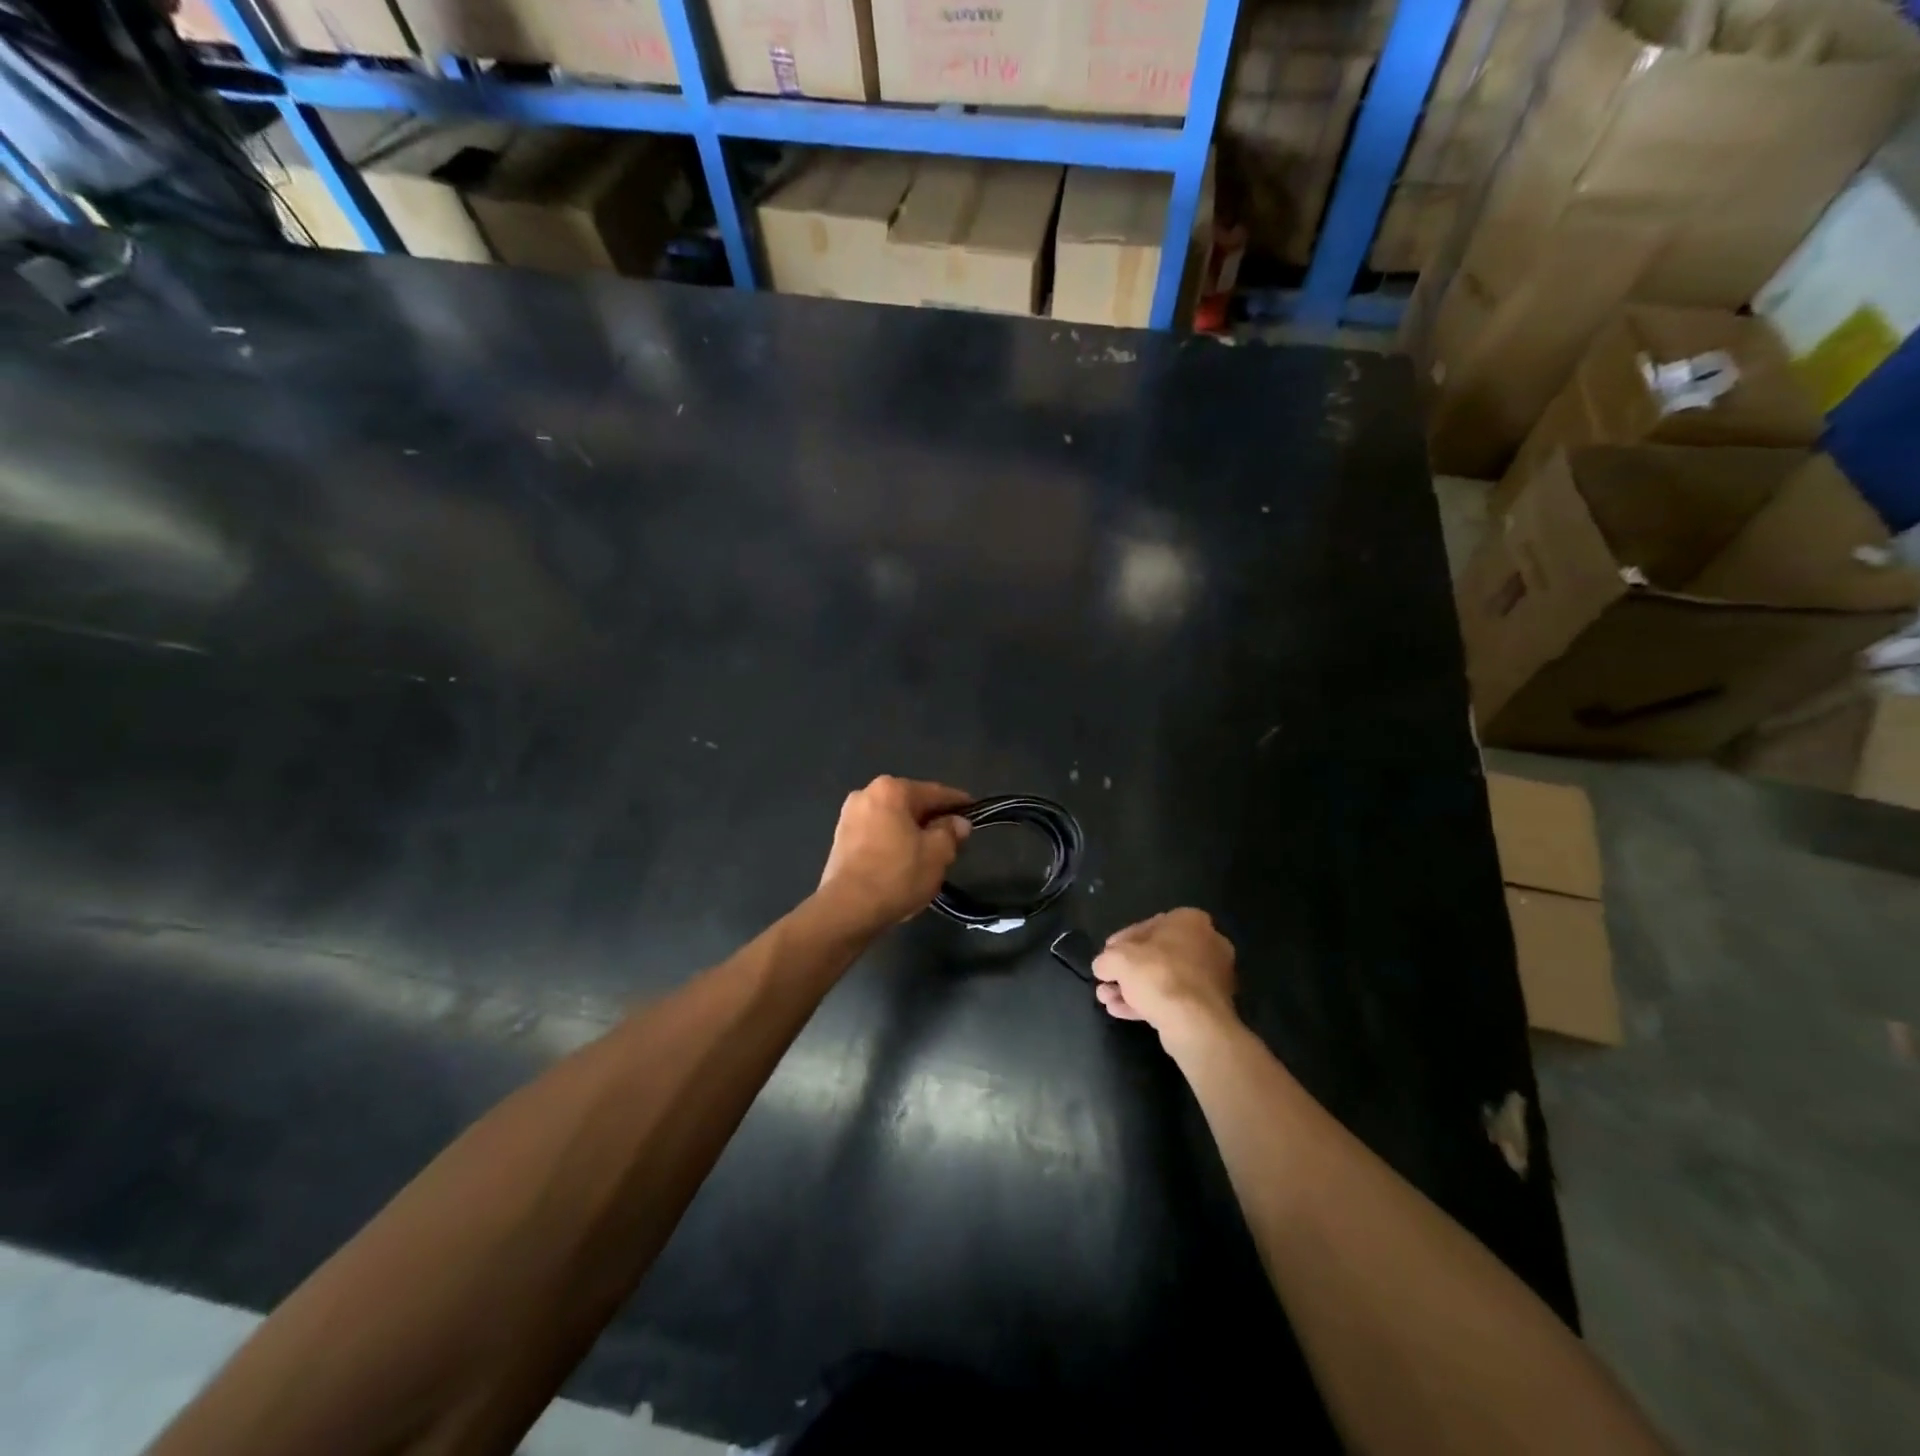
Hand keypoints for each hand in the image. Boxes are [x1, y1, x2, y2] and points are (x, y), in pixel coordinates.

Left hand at [816, 776, 971, 933]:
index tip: (974, 811)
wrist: (847, 909)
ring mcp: (849, 817)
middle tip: (954, 839)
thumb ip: (951, 832)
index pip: (934, 792)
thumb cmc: (898, 874)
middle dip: (932, 820)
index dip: (958, 803)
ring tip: (930, 854)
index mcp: (891, 790)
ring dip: (911, 833)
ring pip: (892, 821)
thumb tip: (958, 822)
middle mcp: (866, 794)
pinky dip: (892, 844)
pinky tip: (903, 863)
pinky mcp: (840, 841)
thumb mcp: (937, 853)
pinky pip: (877, 835)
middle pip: (911, 805)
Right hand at [1093, 909, 1237, 1044]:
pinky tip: (1120, 1011)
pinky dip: (1148, 1003)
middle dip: (1126, 971)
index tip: (1105, 958)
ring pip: (1163, 979)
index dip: (1120, 943)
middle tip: (1105, 982)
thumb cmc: (1158, 975)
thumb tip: (1102, 967)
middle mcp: (1206, 944)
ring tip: (1106, 1000)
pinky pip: (1174, 998)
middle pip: (1155, 955)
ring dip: (1132, 989)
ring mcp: (1212, 977)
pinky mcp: (1210, 1006)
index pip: (1146, 927)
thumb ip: (1106, 959)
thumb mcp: (1118, 959)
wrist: (1195, 1023)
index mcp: (1190, 921)